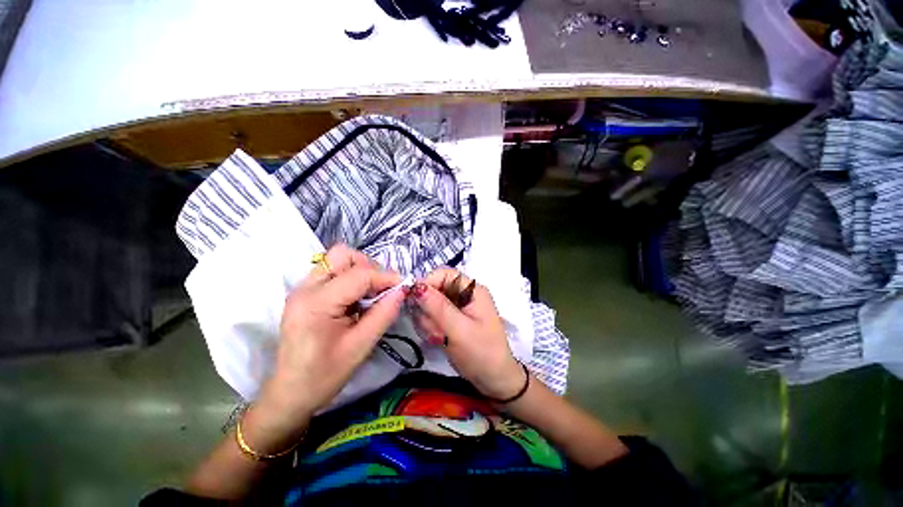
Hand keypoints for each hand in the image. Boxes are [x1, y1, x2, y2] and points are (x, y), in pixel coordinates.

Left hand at [243, 245, 404, 453]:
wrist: (290, 393)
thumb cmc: (325, 375)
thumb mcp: (361, 346)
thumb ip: (383, 314)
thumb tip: (402, 290)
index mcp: (317, 303)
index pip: (359, 275)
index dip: (386, 277)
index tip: (403, 286)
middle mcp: (305, 288)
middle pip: (343, 255)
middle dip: (369, 267)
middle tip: (382, 289)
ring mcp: (302, 289)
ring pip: (337, 260)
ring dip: (360, 271)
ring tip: (370, 294)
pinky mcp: (304, 293)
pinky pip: (332, 272)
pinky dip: (350, 278)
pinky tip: (356, 299)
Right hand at [410, 268, 524, 399]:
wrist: (494, 380)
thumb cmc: (481, 354)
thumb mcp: (459, 330)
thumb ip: (437, 307)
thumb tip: (417, 286)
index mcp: (472, 290)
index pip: (444, 274)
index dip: (428, 283)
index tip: (415, 302)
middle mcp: (465, 294)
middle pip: (435, 289)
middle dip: (429, 310)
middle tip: (435, 330)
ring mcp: (458, 307)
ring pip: (430, 304)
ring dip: (429, 321)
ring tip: (438, 337)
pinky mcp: (452, 319)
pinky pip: (433, 316)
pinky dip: (431, 327)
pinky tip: (438, 340)